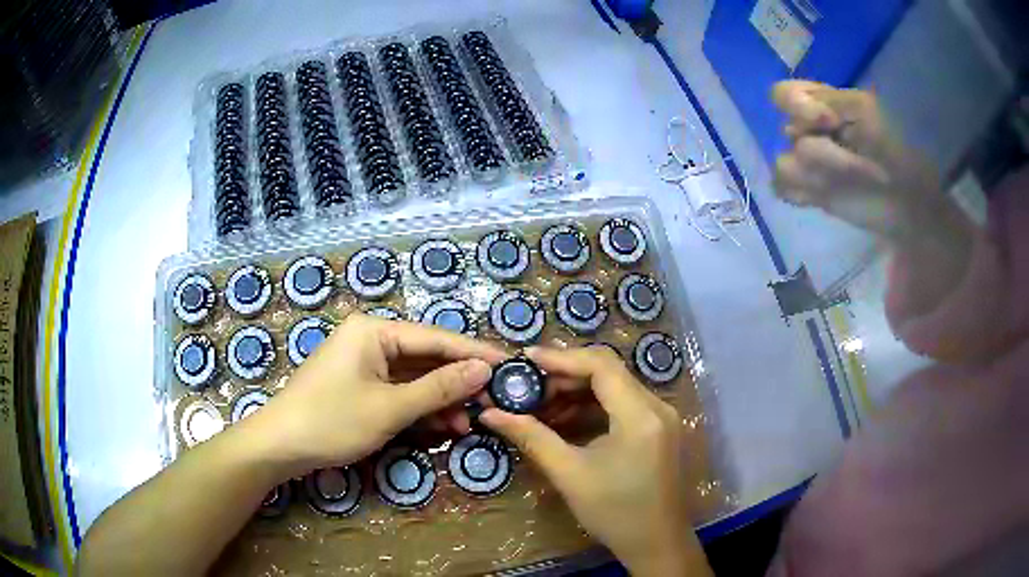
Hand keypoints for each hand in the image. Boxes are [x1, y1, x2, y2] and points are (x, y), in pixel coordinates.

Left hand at [249, 313, 507, 478]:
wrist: (279, 446)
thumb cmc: (332, 421)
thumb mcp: (390, 408)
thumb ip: (439, 388)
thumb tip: (483, 370)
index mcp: (374, 331)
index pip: (435, 338)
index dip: (474, 353)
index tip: (509, 365)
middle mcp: (370, 340)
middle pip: (425, 358)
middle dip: (457, 384)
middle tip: (492, 402)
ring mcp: (364, 364)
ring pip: (413, 379)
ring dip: (440, 402)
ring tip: (469, 424)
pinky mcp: (360, 386)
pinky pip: (398, 392)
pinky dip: (419, 409)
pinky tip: (442, 426)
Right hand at [480, 347, 709, 576]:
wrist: (657, 543)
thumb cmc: (615, 512)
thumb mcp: (570, 475)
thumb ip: (532, 438)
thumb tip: (491, 414)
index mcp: (641, 415)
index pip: (601, 366)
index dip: (561, 357)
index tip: (525, 360)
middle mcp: (657, 407)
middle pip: (609, 372)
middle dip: (566, 375)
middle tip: (527, 386)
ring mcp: (661, 417)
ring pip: (615, 387)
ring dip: (578, 391)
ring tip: (540, 404)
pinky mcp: (658, 429)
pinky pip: (623, 404)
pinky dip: (594, 407)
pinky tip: (566, 419)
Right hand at [771, 80, 955, 240]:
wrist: (912, 198)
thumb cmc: (895, 146)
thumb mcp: (866, 110)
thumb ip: (828, 101)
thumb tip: (797, 122)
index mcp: (822, 105)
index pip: (783, 96)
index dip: (797, 106)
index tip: (828, 121)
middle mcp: (811, 130)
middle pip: (788, 132)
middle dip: (820, 148)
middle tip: (852, 163)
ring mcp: (811, 164)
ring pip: (785, 163)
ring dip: (812, 173)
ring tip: (842, 183)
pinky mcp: (812, 193)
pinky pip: (783, 189)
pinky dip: (797, 192)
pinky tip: (819, 197)